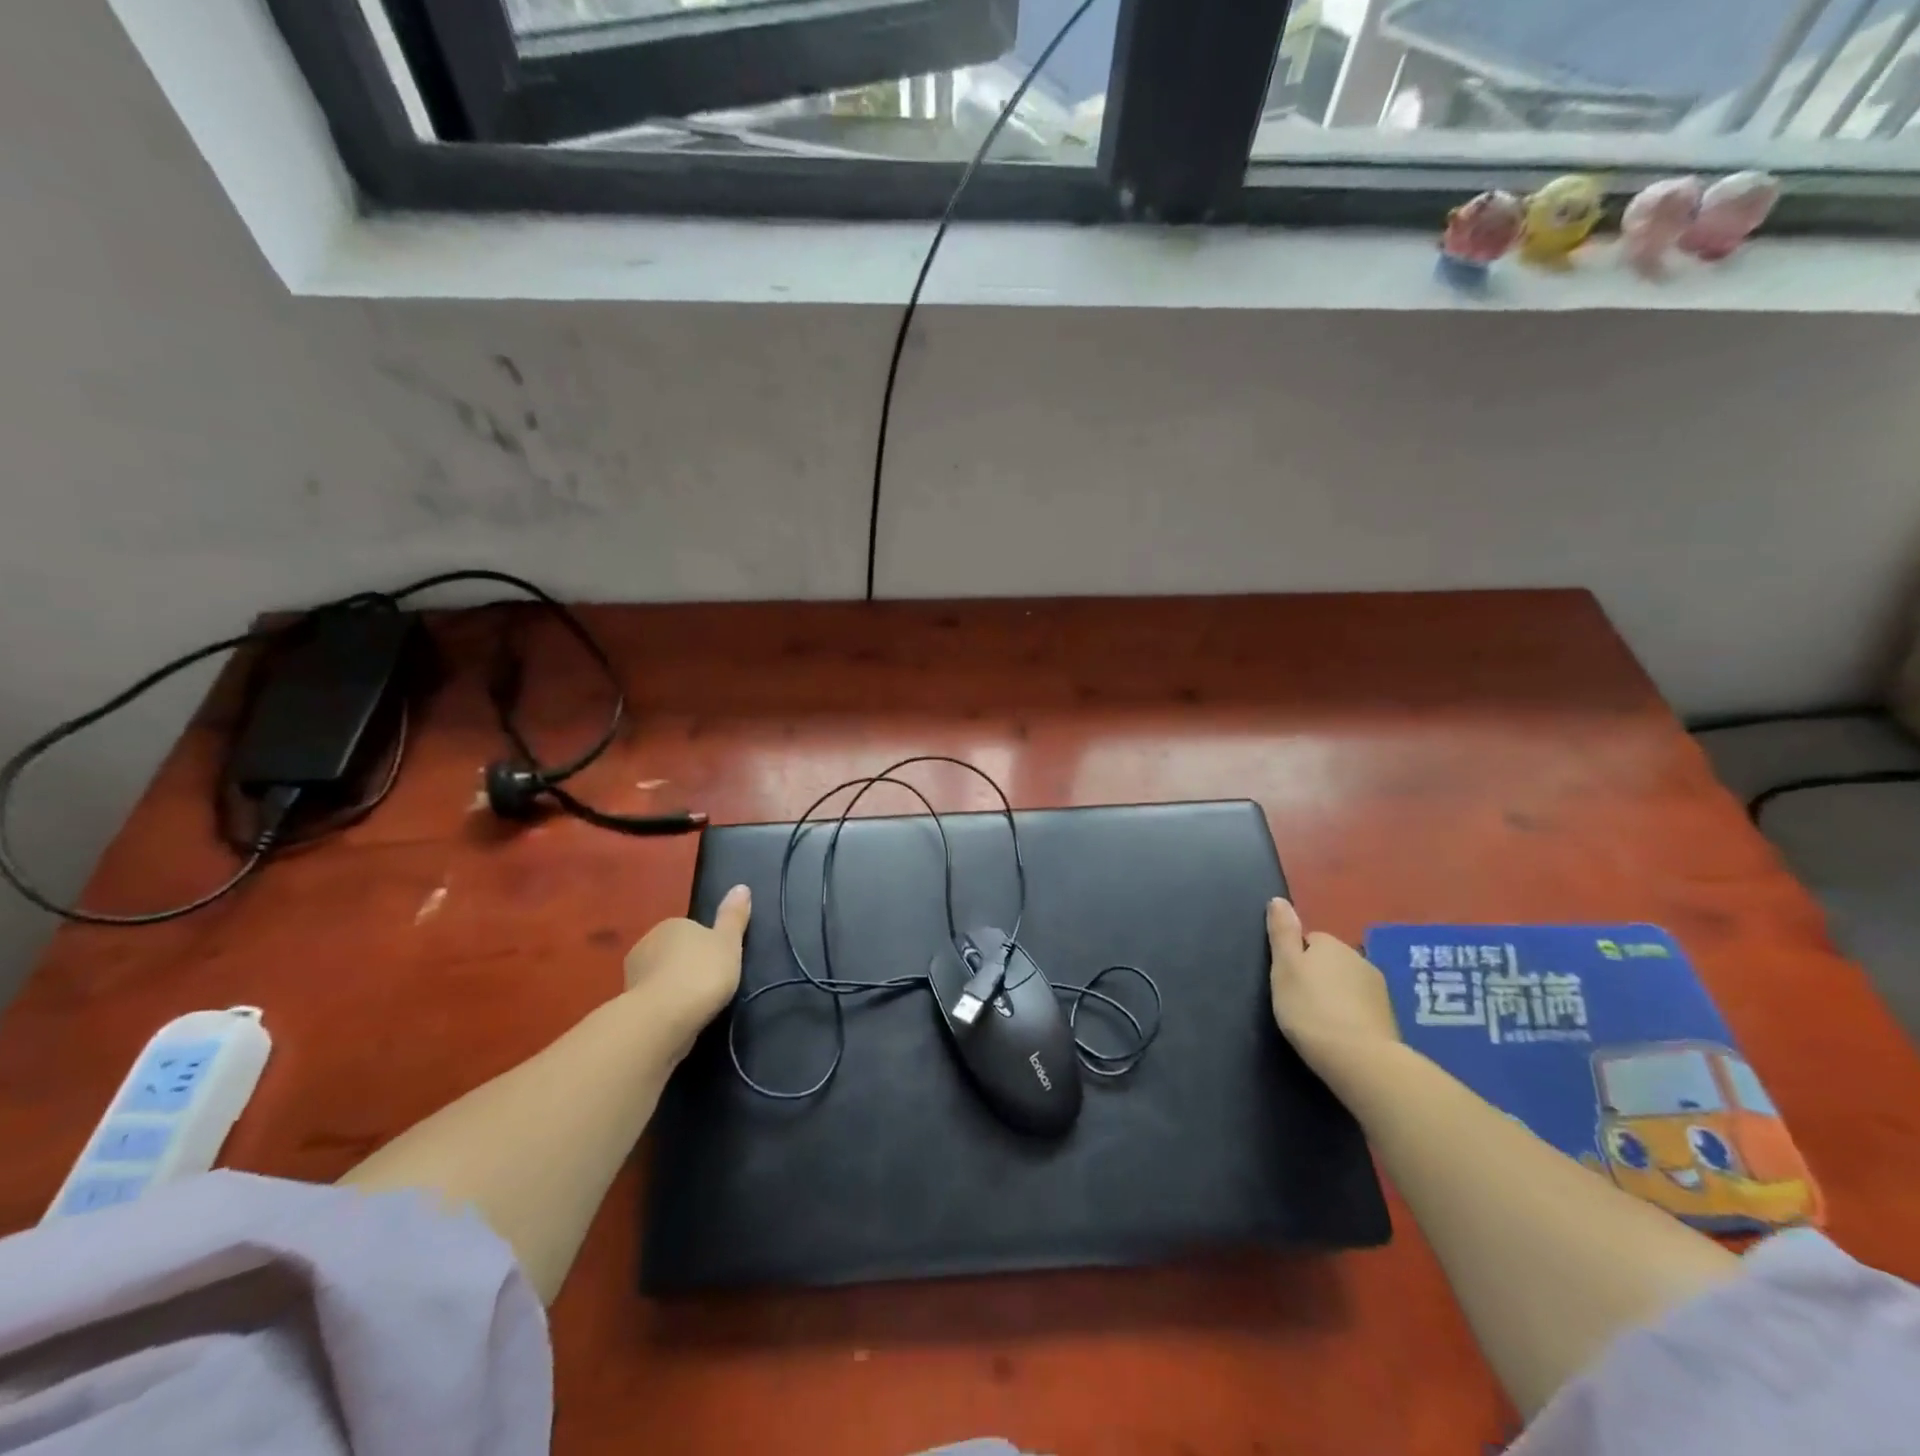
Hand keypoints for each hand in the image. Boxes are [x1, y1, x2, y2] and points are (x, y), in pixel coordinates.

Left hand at [622, 884, 750, 1049]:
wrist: (662, 1018)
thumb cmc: (701, 973)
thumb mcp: (729, 942)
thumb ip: (733, 917)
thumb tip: (742, 886)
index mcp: (672, 925)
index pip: (691, 929)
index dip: (707, 946)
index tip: (719, 964)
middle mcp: (647, 943)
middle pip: (673, 952)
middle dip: (687, 965)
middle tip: (709, 985)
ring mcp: (633, 975)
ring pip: (660, 976)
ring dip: (673, 987)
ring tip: (695, 1006)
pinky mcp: (628, 1004)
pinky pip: (653, 999)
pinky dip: (663, 1006)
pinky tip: (678, 1018)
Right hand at [1266, 897, 1400, 1082]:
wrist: (1359, 1058)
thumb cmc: (1310, 1008)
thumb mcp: (1284, 967)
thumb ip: (1282, 933)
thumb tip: (1279, 899)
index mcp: (1331, 944)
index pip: (1310, 940)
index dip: (1296, 960)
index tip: (1287, 982)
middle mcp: (1359, 958)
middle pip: (1331, 961)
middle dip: (1319, 976)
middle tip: (1301, 1002)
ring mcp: (1379, 989)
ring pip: (1349, 984)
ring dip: (1337, 996)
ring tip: (1321, 1021)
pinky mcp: (1390, 1017)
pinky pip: (1363, 1007)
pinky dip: (1352, 1016)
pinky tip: (1341, 1034)